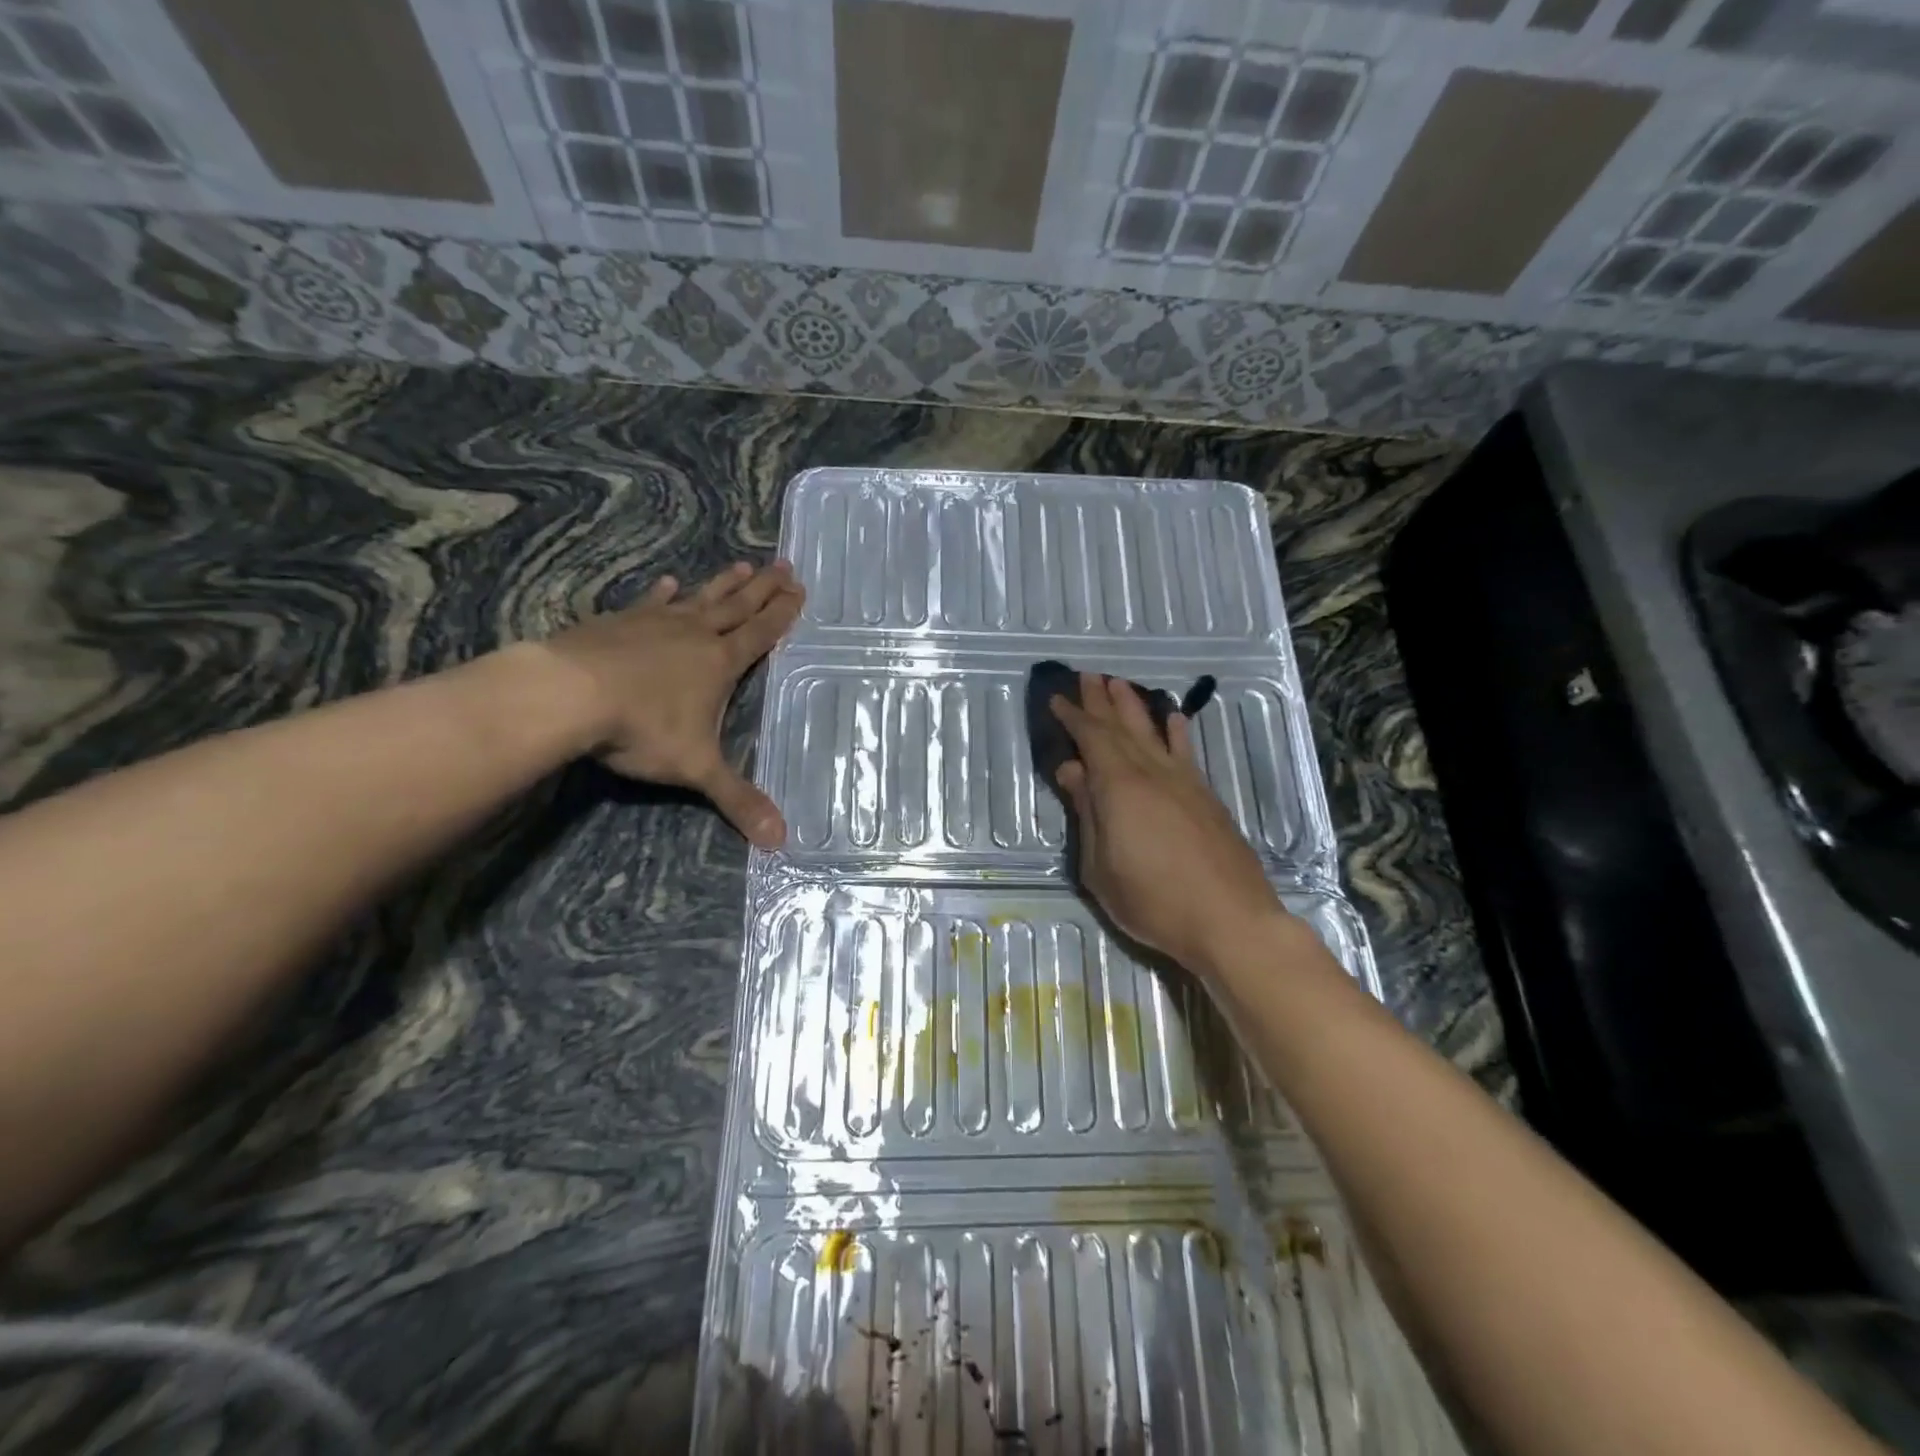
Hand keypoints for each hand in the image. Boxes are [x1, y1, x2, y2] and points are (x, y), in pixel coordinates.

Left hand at [543, 561, 802, 845]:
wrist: (568, 695)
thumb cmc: (642, 728)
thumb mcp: (697, 769)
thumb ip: (738, 800)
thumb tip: (781, 841)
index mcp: (720, 662)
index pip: (761, 633)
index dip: (782, 613)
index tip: (799, 589)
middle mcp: (694, 634)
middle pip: (737, 606)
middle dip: (763, 588)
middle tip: (784, 565)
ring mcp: (655, 623)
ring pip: (699, 598)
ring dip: (723, 584)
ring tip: (743, 564)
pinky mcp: (619, 622)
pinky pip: (649, 603)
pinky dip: (662, 593)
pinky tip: (668, 583)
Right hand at [1050, 673, 1288, 974]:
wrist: (1230, 920)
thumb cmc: (1153, 901)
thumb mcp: (1100, 867)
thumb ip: (1087, 814)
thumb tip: (1072, 771)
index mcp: (1119, 787)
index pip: (1091, 739)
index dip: (1073, 717)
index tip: (1058, 699)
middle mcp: (1152, 773)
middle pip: (1122, 727)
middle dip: (1102, 700)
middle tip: (1088, 675)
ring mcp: (1184, 782)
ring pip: (1154, 733)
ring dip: (1135, 707)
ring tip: (1120, 684)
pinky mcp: (1207, 798)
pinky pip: (1186, 752)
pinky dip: (1177, 732)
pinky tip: (1174, 718)